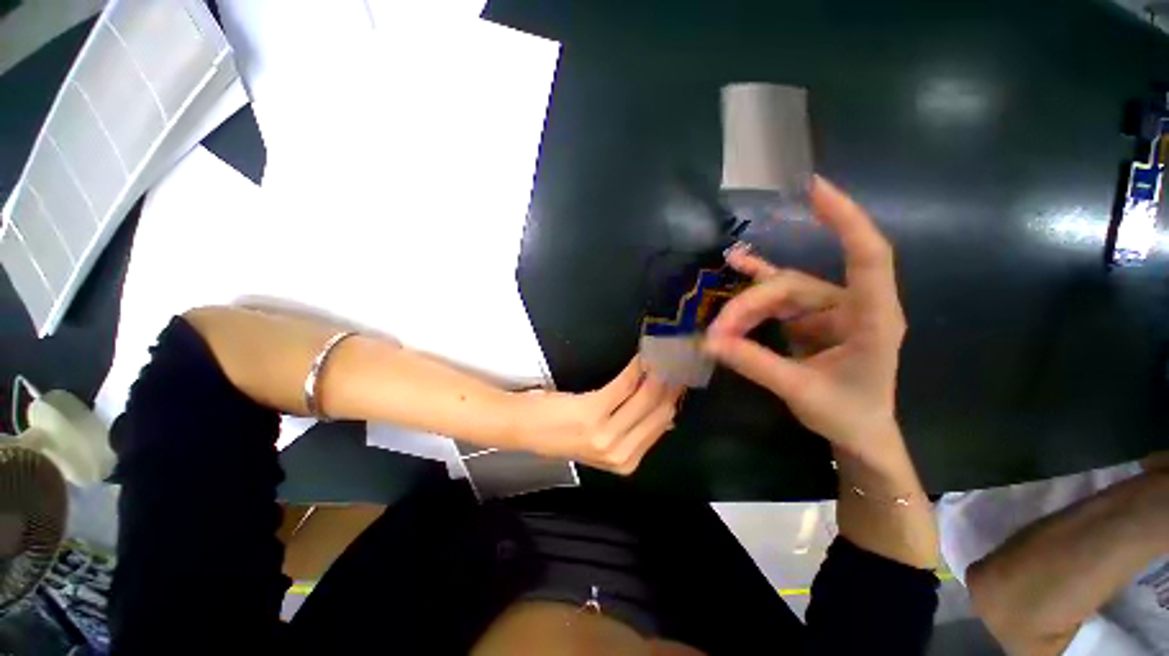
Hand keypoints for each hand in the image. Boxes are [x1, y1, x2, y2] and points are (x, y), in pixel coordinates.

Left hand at [513, 357, 684, 474]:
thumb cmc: (561, 431)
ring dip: (657, 373)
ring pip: (646, 398)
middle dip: (670, 383)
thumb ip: (633, 430)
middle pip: (659, 412)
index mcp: (626, 462)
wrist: (524, 428)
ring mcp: (607, 435)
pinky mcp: (593, 413)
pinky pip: (625, 385)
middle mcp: (620, 453)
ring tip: (663, 354)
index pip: (662, 425)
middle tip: (676, 360)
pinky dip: (636, 368)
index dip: (673, 398)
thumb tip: (666, 413)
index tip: (679, 377)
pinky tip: (642, 356)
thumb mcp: (601, 439)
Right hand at [704, 176, 906, 460]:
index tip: (813, 189)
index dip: (844, 220)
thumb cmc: (847, 415)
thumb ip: (756, 363)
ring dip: (745, 306)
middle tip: (717, 333)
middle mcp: (852, 304)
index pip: (868, 256)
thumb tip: (709, 342)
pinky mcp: (808, 317)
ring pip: (778, 293)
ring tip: (718, 326)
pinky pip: (778, 295)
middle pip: (791, 286)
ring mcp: (828, 309)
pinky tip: (738, 264)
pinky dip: (756, 282)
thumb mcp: (801, 392)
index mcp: (873, 319)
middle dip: (749, 306)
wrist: (859, 432)